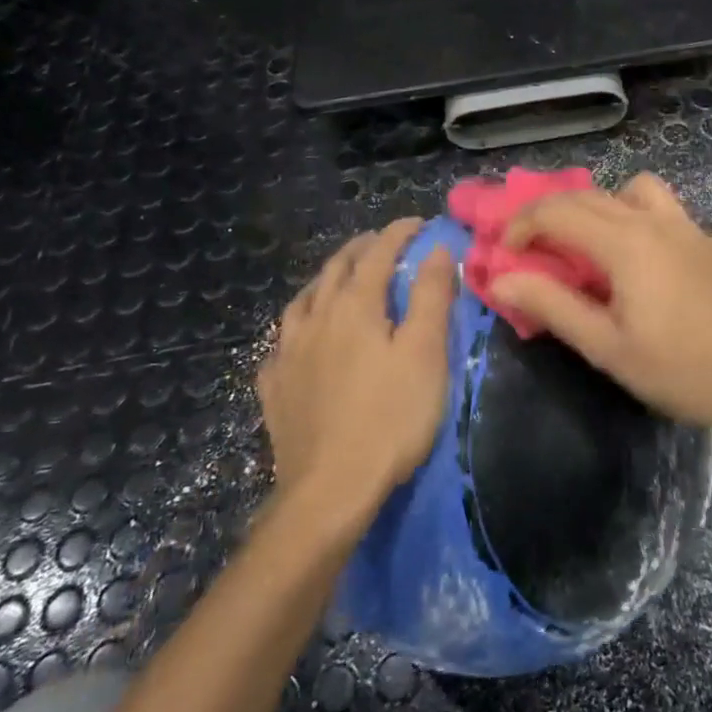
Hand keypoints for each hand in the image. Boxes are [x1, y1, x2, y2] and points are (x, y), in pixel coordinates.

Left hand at [259, 219, 456, 513]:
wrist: (330, 488)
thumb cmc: (391, 417)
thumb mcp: (426, 353)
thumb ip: (431, 296)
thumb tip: (437, 249)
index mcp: (354, 307)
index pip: (378, 254)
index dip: (398, 233)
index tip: (418, 223)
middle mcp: (315, 320)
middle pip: (335, 270)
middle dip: (360, 250)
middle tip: (381, 243)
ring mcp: (288, 354)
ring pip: (302, 301)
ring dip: (324, 281)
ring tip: (337, 279)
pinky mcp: (274, 389)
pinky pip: (280, 344)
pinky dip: (296, 328)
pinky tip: (299, 340)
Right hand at [490, 174, 711, 438]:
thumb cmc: (685, 370)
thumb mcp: (609, 348)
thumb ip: (553, 306)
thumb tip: (501, 278)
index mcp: (626, 242)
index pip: (557, 212)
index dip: (521, 226)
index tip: (504, 256)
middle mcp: (653, 220)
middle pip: (587, 195)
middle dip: (548, 215)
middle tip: (530, 251)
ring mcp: (685, 225)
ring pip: (627, 190)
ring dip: (596, 207)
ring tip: (587, 247)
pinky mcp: (704, 239)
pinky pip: (656, 207)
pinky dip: (629, 215)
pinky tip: (634, 262)